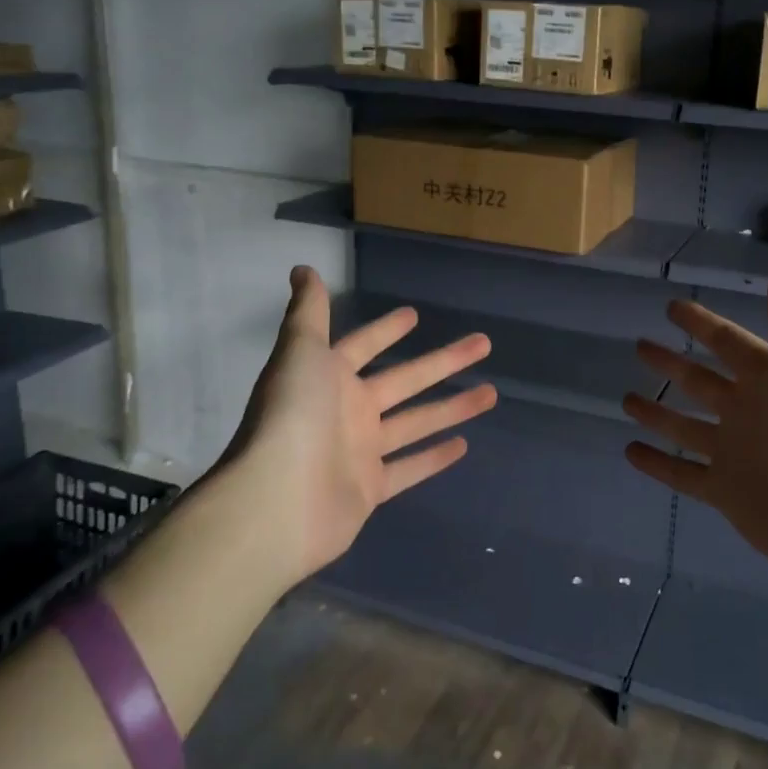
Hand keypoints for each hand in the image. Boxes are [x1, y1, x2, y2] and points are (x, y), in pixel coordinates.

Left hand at [224, 267, 496, 584]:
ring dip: (452, 407)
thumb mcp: (300, 351)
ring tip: (491, 393)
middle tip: (483, 343)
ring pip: (416, 422)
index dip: (387, 330)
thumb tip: (303, 268)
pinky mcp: (370, 489)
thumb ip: (308, 312)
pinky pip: (408, 468)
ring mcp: (360, 452)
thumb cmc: (292, 416)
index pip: (364, 345)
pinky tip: (464, 444)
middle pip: (406, 379)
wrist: (275, 500)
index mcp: (330, 377)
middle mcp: (347, 411)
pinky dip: (433, 457)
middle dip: (444, 361)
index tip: (415, 315)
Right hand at [622, 257, 767, 585]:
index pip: (727, 342)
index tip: (671, 307)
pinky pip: (682, 473)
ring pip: (686, 427)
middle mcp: (747, 411)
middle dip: (672, 364)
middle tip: (640, 346)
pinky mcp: (723, 490)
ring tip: (627, 399)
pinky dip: (657, 464)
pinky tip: (629, 451)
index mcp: (767, 379)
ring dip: (658, 414)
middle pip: (701, 381)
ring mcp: (733, 452)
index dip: (701, 324)